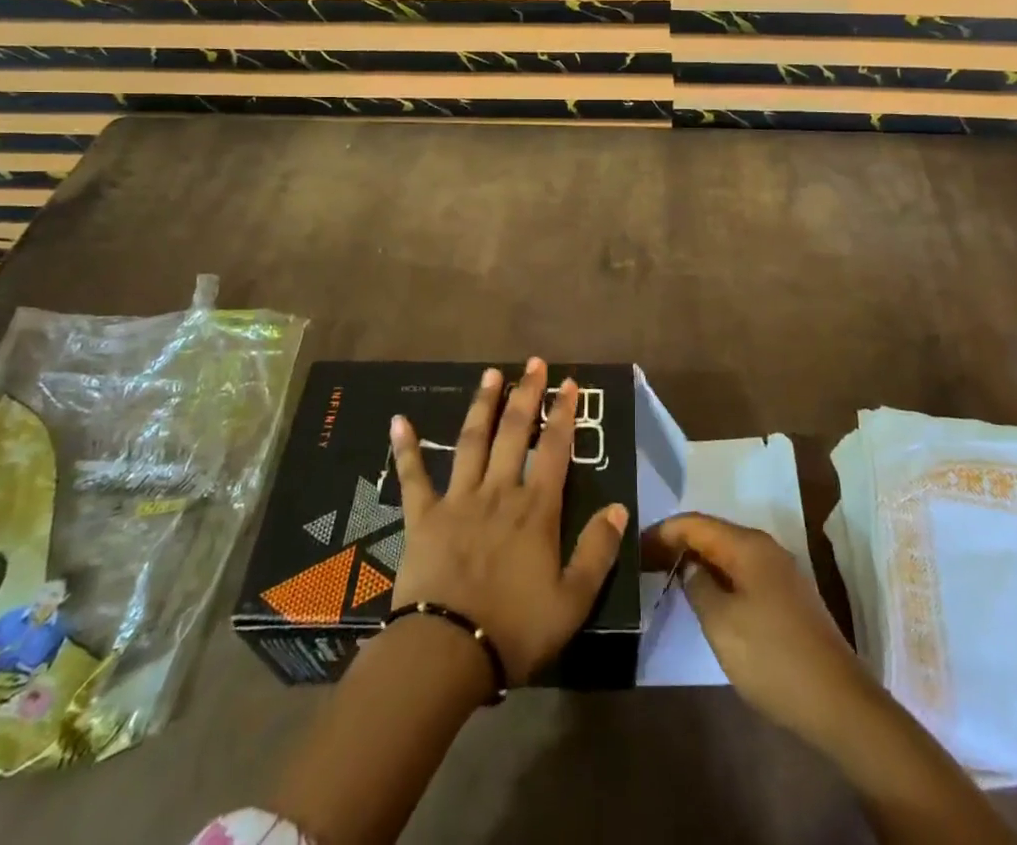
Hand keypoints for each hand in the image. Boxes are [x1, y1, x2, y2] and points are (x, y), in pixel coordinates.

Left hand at [390, 357, 627, 683]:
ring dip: (483, 404)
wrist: (447, 653)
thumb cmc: (514, 629)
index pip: (554, 449)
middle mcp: (498, 492)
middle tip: (533, 363)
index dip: (563, 414)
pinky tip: (398, 421)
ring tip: (491, 374)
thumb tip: (618, 507)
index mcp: (535, 510)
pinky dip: (406, 448)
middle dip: (526, 394)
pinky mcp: (423, 517)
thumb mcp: (572, 601)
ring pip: (472, 441)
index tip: (569, 383)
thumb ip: (597, 551)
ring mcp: (458, 500)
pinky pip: (414, 477)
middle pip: (514, 432)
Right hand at [642, 512, 874, 746]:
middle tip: (644, 562)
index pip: (695, 523)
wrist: (839, 704)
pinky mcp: (787, 598)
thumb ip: (697, 585)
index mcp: (748, 545)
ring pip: (728, 554)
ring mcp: (780, 572)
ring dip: (698, 561)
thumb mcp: (721, 622)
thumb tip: (689, 565)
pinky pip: (742, 573)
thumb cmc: (772, 657)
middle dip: (678, 544)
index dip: (662, 532)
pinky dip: (718, 577)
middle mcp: (765, 548)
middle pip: (712, 534)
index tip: (633, 546)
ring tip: (667, 576)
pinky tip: (704, 597)